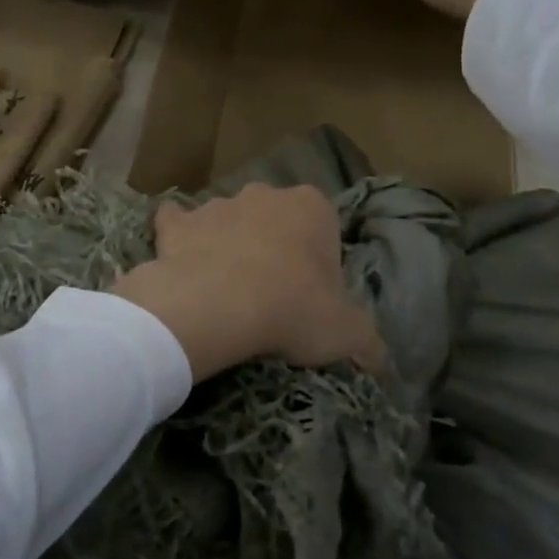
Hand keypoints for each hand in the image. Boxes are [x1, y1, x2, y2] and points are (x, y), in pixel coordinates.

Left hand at [111, 184, 386, 381]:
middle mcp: (263, 195)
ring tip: (224, 293)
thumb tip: (383, 363)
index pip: (322, 229)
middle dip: (273, 248)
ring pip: (226, 222)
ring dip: (227, 246)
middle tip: (270, 296)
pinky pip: (175, 224)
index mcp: (311, 207)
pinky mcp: (176, 224)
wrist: (216, 307)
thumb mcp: (348, 334)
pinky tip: (178, 264)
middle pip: (273, 221)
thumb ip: (370, 343)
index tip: (311, 297)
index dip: (318, 263)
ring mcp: (216, 206)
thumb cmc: (292, 310)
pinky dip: (177, 238)